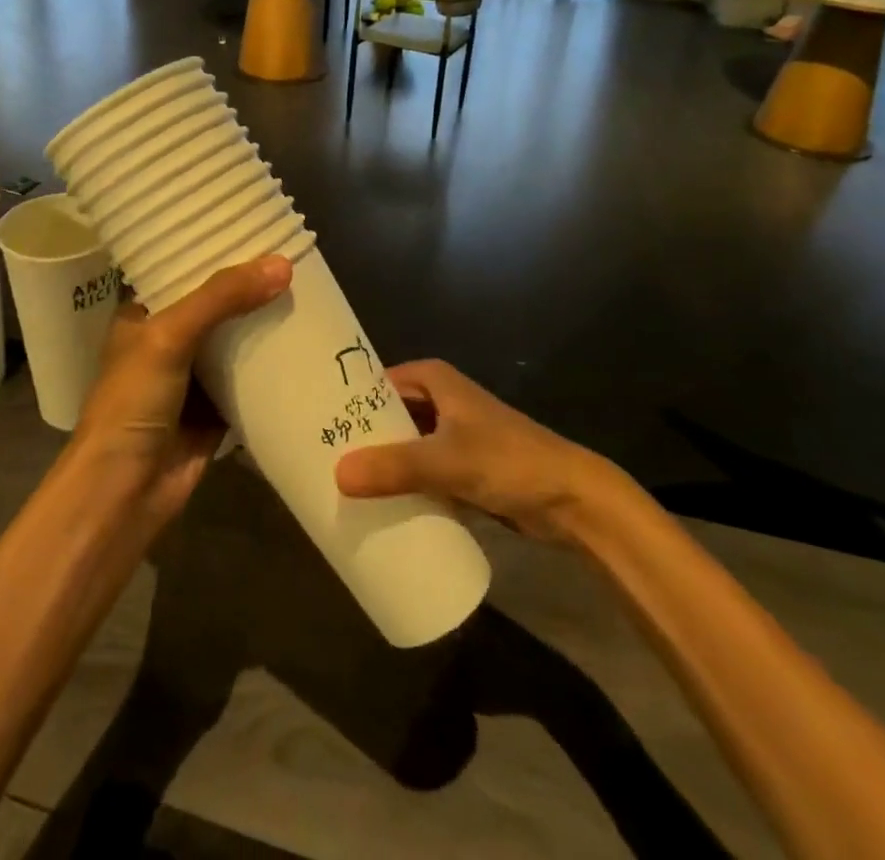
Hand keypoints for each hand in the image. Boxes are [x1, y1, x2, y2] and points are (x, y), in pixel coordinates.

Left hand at [72, 254, 292, 526]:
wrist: (124, 493)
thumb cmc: (132, 403)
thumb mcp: (169, 336)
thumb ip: (221, 298)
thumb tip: (282, 264)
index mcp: (143, 314)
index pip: (181, 269)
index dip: (214, 249)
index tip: (256, 228)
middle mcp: (167, 341)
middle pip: (215, 304)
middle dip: (249, 287)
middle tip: (294, 258)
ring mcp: (192, 377)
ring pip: (236, 341)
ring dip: (264, 324)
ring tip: (308, 292)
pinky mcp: (216, 411)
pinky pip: (250, 380)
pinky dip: (273, 367)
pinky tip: (307, 344)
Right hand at [333, 360, 623, 543]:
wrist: (573, 500)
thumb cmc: (508, 461)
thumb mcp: (447, 461)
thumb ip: (394, 468)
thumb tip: (337, 475)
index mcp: (433, 379)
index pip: (375, 382)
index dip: (346, 399)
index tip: (311, 421)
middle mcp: (439, 399)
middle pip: (387, 414)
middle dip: (358, 436)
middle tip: (316, 458)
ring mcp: (451, 434)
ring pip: (402, 444)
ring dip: (378, 462)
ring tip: (334, 483)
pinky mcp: (461, 467)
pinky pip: (419, 471)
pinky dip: (400, 483)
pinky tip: (374, 504)